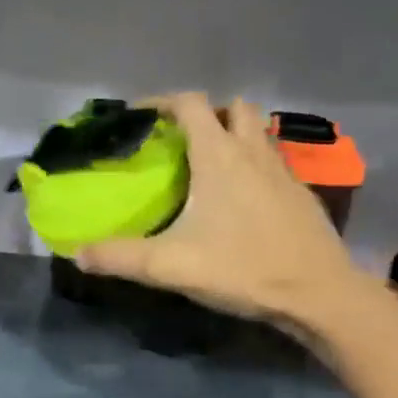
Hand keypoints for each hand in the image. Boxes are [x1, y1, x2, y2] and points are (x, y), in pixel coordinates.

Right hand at [76, 94, 370, 326]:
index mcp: (219, 157)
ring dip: (234, 135)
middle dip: (205, 114)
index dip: (161, 102)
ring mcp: (283, 171)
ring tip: (208, 166)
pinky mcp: (301, 194)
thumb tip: (77, 255)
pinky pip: (273, 162)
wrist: (320, 295)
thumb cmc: (243, 268)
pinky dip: (253, 165)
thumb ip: (119, 257)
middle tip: (180, 140)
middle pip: (233, 108)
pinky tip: (240, 200)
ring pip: (259, 132)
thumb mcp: (169, 266)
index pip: (190, 104)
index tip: (139, 117)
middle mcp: (253, 152)